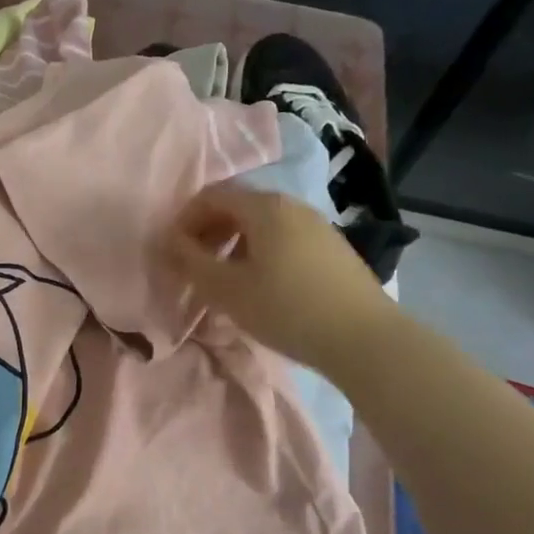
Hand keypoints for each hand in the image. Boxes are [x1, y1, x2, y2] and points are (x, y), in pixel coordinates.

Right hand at [162, 184, 396, 375]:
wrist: (365, 338)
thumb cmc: (286, 309)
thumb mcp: (227, 289)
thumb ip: (191, 261)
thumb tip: (168, 241)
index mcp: (264, 207)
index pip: (212, 195)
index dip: (185, 219)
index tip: (173, 251)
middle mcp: (291, 205)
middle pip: (238, 206)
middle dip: (208, 231)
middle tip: (195, 265)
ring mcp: (317, 224)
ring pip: (262, 224)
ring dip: (234, 243)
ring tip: (226, 279)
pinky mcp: (333, 247)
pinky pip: (284, 238)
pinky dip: (261, 252)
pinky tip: (263, 286)